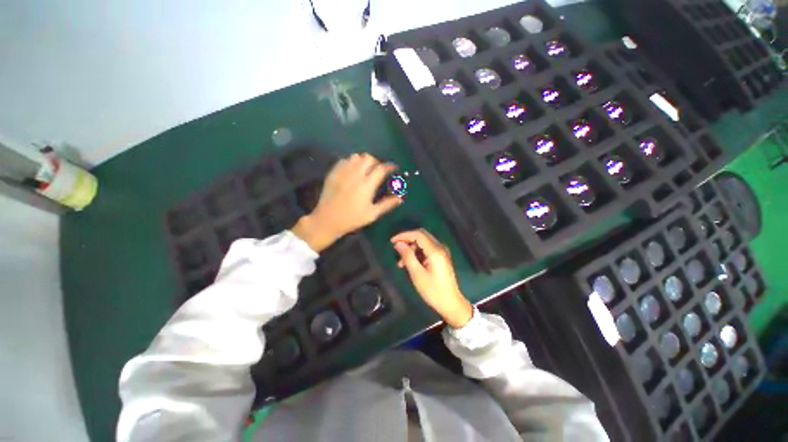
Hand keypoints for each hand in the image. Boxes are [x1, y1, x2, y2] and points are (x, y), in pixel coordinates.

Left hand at [292, 153, 401, 251]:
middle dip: (376, 162)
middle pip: (368, 158)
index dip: (389, 166)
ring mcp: (343, 172)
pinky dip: (351, 162)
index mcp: (367, 185)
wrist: (327, 219)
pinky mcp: (333, 173)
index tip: (393, 168)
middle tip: (378, 170)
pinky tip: (352, 171)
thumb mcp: (372, 214)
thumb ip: (387, 204)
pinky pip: (344, 160)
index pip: (381, 168)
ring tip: (365, 169)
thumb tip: (400, 198)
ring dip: (363, 161)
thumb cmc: (352, 218)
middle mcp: (355, 174)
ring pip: (356, 157)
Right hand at [391, 229, 472, 327]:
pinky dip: (417, 253)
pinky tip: (410, 263)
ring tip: (401, 263)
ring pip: (423, 242)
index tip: (392, 241)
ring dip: (411, 248)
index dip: (404, 235)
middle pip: (421, 236)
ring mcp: (442, 252)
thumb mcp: (417, 274)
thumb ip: (407, 256)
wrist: (451, 303)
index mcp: (435, 250)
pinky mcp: (441, 257)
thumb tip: (398, 244)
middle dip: (407, 240)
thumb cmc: (433, 291)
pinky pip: (427, 249)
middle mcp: (440, 247)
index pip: (418, 234)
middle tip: (396, 249)